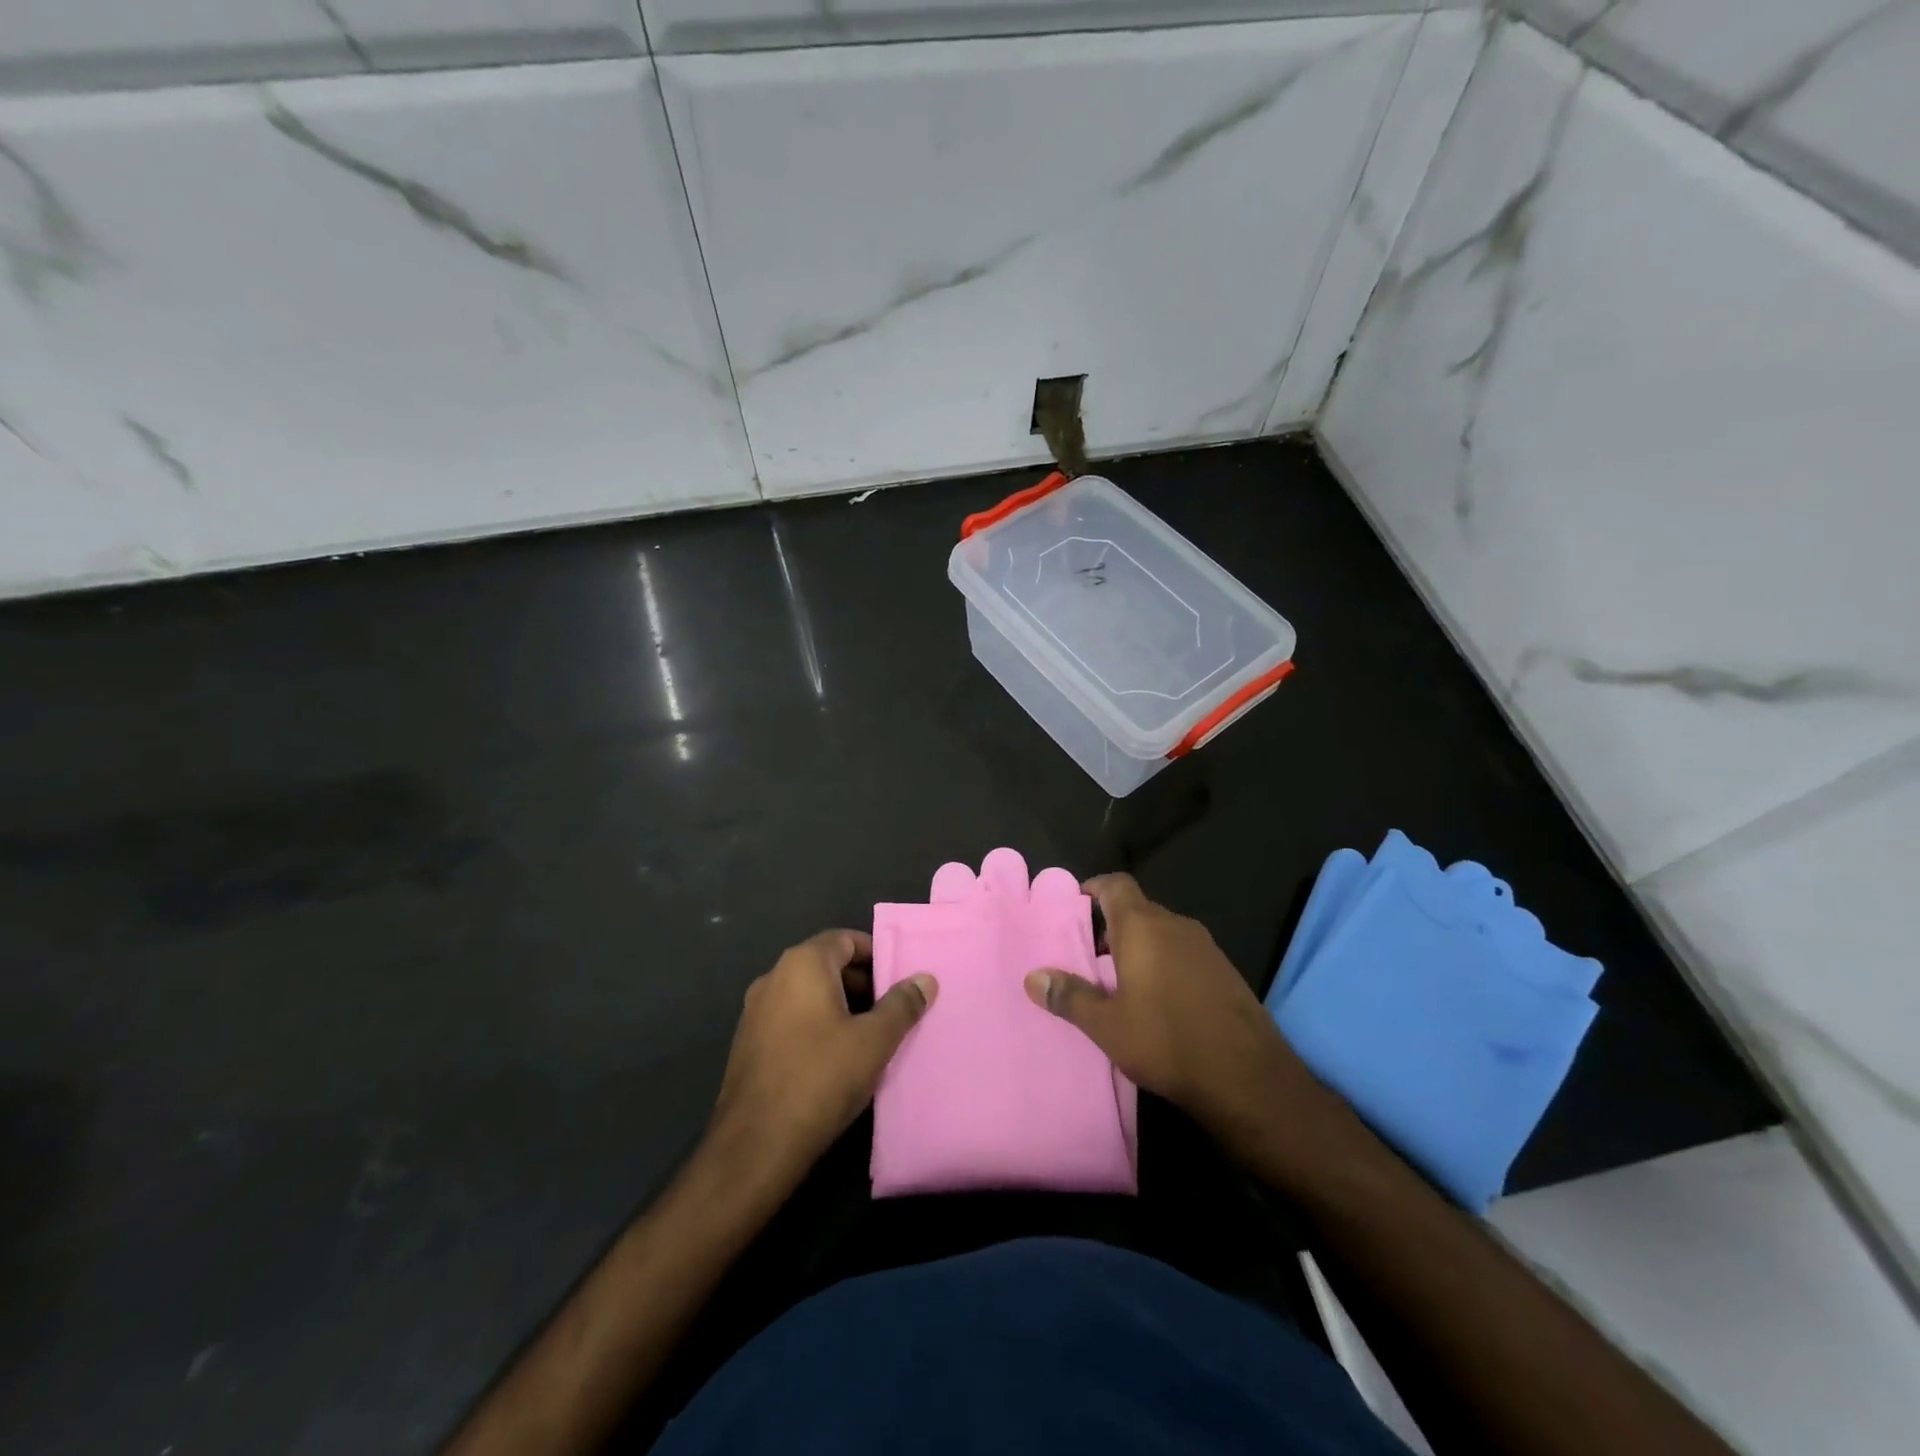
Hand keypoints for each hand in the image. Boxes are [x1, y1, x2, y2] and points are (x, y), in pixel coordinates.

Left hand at [709, 930, 935, 1182]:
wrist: (754, 1146)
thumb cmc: (820, 1079)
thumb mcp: (874, 1041)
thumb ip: (902, 1005)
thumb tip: (925, 979)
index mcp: (802, 965)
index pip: (845, 939)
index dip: (876, 954)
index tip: (901, 977)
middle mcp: (773, 977)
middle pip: (826, 965)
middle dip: (862, 982)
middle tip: (893, 1009)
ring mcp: (755, 1011)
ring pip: (808, 994)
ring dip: (840, 1007)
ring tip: (871, 1036)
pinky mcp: (748, 1044)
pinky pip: (791, 1019)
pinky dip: (816, 1026)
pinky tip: (836, 1060)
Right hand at [1025, 874, 1337, 1163]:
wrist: (1248, 1076)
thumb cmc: (1167, 1041)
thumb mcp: (1107, 1025)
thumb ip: (1069, 996)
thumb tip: (1032, 977)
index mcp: (1143, 927)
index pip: (1116, 884)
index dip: (1095, 887)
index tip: (1076, 903)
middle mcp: (1175, 925)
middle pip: (1138, 908)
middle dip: (1112, 924)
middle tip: (1089, 954)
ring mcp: (1205, 947)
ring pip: (1162, 931)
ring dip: (1140, 945)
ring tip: (1119, 980)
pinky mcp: (1225, 970)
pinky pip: (1184, 951)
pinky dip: (1165, 961)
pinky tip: (1159, 998)